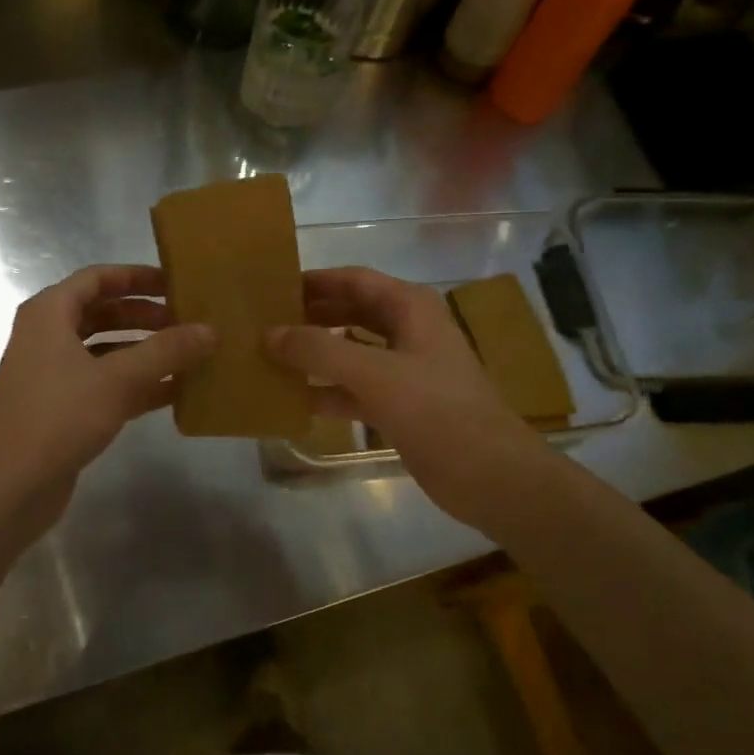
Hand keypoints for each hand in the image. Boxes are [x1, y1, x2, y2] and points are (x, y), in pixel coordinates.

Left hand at [0, 265, 212, 534]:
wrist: (8, 486)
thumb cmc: (58, 417)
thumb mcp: (118, 379)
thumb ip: (166, 351)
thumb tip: (210, 330)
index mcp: (50, 314)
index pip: (97, 278)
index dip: (136, 277)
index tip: (175, 283)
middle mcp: (48, 338)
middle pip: (103, 314)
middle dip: (146, 317)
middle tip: (189, 323)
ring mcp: (54, 376)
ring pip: (107, 352)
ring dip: (146, 353)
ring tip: (191, 356)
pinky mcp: (63, 410)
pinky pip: (106, 385)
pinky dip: (137, 385)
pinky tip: (176, 393)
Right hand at [267, 267, 558, 537]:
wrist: (489, 475)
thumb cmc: (436, 411)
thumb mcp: (374, 374)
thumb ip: (319, 350)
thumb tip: (270, 334)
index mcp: (410, 308)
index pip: (354, 280)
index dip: (315, 280)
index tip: (272, 286)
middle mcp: (408, 331)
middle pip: (351, 312)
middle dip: (311, 316)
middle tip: (264, 323)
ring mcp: (405, 370)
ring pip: (351, 352)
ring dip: (316, 355)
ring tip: (270, 357)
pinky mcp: (401, 406)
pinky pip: (355, 389)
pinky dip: (328, 391)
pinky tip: (294, 399)